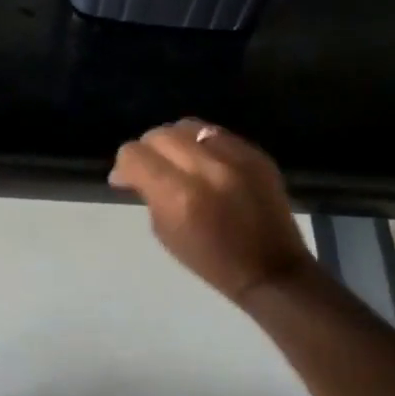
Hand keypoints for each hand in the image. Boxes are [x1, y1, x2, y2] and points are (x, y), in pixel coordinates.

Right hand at [109, 118, 315, 305]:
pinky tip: (204, 163)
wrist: (270, 269)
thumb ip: (149, 194)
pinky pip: (216, 134)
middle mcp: (206, 168)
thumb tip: (133, 172)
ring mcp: (236, 157)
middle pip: (159, 135)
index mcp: (179, 195)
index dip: (124, 165)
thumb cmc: (211, 261)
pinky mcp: (256, 154)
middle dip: (147, 150)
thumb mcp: (165, 232)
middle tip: (149, 170)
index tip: (124, 180)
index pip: (135, 155)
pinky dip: (202, 144)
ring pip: (187, 126)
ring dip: (174, 141)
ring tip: (177, 161)